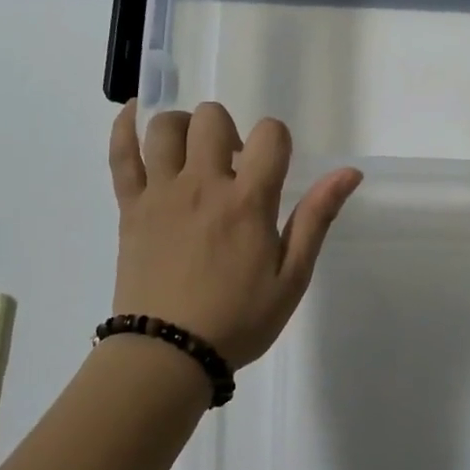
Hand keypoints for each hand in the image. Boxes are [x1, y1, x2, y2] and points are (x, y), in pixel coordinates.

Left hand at [108, 102, 362, 367]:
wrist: (169, 355)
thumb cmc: (238, 319)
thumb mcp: (292, 277)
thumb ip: (317, 218)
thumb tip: (349, 172)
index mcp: (247, 201)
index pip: (269, 135)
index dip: (277, 140)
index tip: (272, 167)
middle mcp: (202, 185)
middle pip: (212, 118)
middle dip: (228, 131)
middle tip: (230, 167)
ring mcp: (160, 193)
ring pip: (165, 127)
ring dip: (184, 129)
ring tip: (191, 156)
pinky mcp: (130, 208)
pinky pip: (119, 154)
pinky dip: (124, 127)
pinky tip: (134, 114)